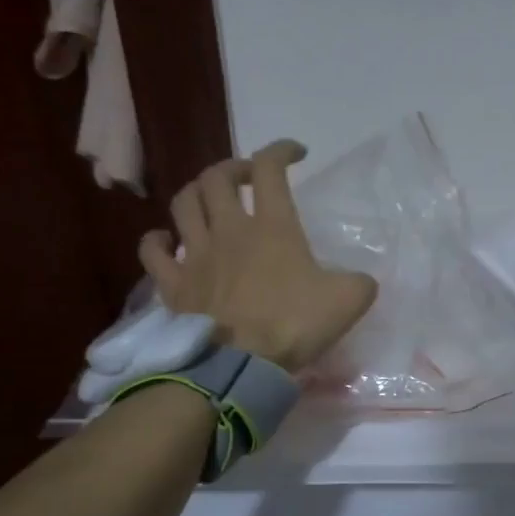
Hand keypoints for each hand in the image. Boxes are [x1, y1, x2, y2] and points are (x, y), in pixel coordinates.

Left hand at [138, 140, 376, 372]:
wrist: (241, 365)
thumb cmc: (294, 325)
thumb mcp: (349, 301)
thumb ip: (359, 283)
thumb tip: (360, 281)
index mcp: (273, 226)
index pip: (270, 168)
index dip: (281, 150)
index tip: (297, 154)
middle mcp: (229, 230)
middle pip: (217, 177)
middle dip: (234, 168)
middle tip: (249, 178)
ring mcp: (197, 255)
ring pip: (184, 203)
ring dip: (197, 192)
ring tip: (210, 199)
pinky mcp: (174, 284)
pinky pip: (154, 251)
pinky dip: (158, 240)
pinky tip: (166, 240)